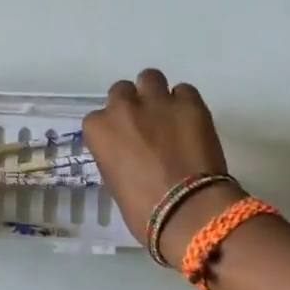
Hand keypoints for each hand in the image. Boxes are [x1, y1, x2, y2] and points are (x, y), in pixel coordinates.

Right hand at [82, 69, 240, 264]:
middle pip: (122, 91)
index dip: (113, 130)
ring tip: (168, 114)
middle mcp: (123, 108)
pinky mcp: (190, 103)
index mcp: (99, 130)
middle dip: (132, 105)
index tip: (124, 143)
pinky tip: (191, 121)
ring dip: (155, 93)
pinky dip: (185, 103)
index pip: (98, 118)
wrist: (188, 212)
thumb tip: (131, 154)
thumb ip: (117, 156)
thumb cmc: (143, 210)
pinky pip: (184, 90)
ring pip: (150, 78)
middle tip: (146, 126)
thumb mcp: (115, 182)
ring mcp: (157, 102)